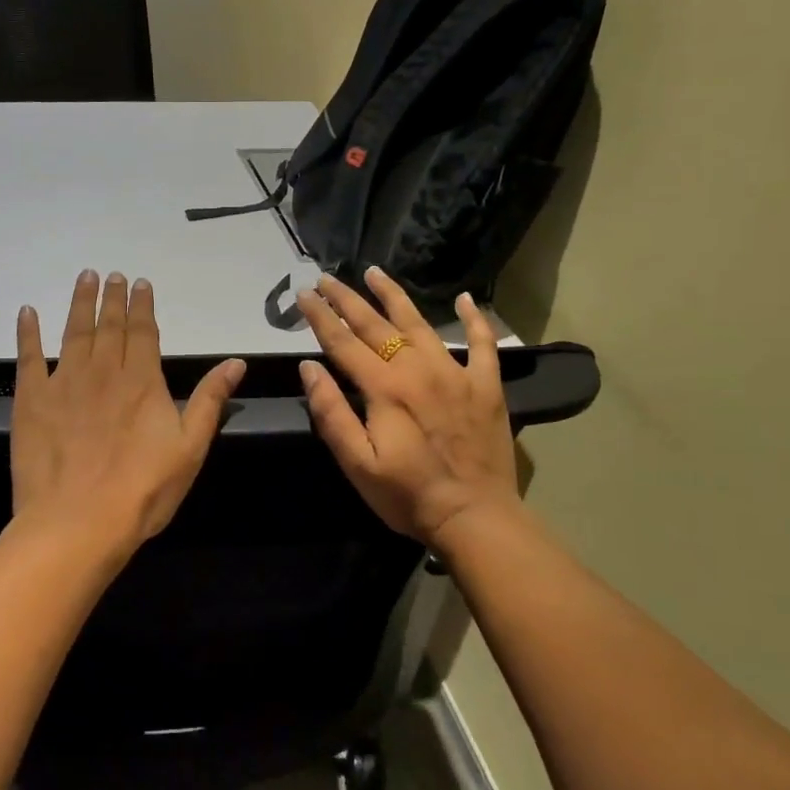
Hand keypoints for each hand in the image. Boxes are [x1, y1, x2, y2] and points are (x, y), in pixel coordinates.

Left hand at [12, 271, 245, 556]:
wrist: (79, 522)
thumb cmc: (142, 490)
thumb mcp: (190, 448)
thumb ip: (210, 400)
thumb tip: (236, 362)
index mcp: (142, 381)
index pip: (143, 332)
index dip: (142, 306)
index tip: (140, 283)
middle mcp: (103, 371)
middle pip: (108, 325)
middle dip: (112, 298)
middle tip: (111, 274)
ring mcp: (64, 383)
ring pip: (74, 332)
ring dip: (79, 303)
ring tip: (84, 278)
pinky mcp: (31, 400)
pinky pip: (29, 357)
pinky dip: (28, 333)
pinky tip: (27, 312)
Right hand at [296, 269, 521, 551]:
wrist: (475, 517)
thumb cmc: (408, 495)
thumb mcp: (357, 463)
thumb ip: (331, 413)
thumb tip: (309, 368)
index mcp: (384, 388)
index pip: (343, 342)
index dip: (320, 316)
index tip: (303, 293)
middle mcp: (418, 369)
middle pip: (376, 325)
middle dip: (347, 299)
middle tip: (327, 277)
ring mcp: (455, 373)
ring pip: (420, 323)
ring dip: (394, 296)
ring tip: (375, 272)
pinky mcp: (486, 385)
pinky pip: (483, 343)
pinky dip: (475, 319)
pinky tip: (467, 299)